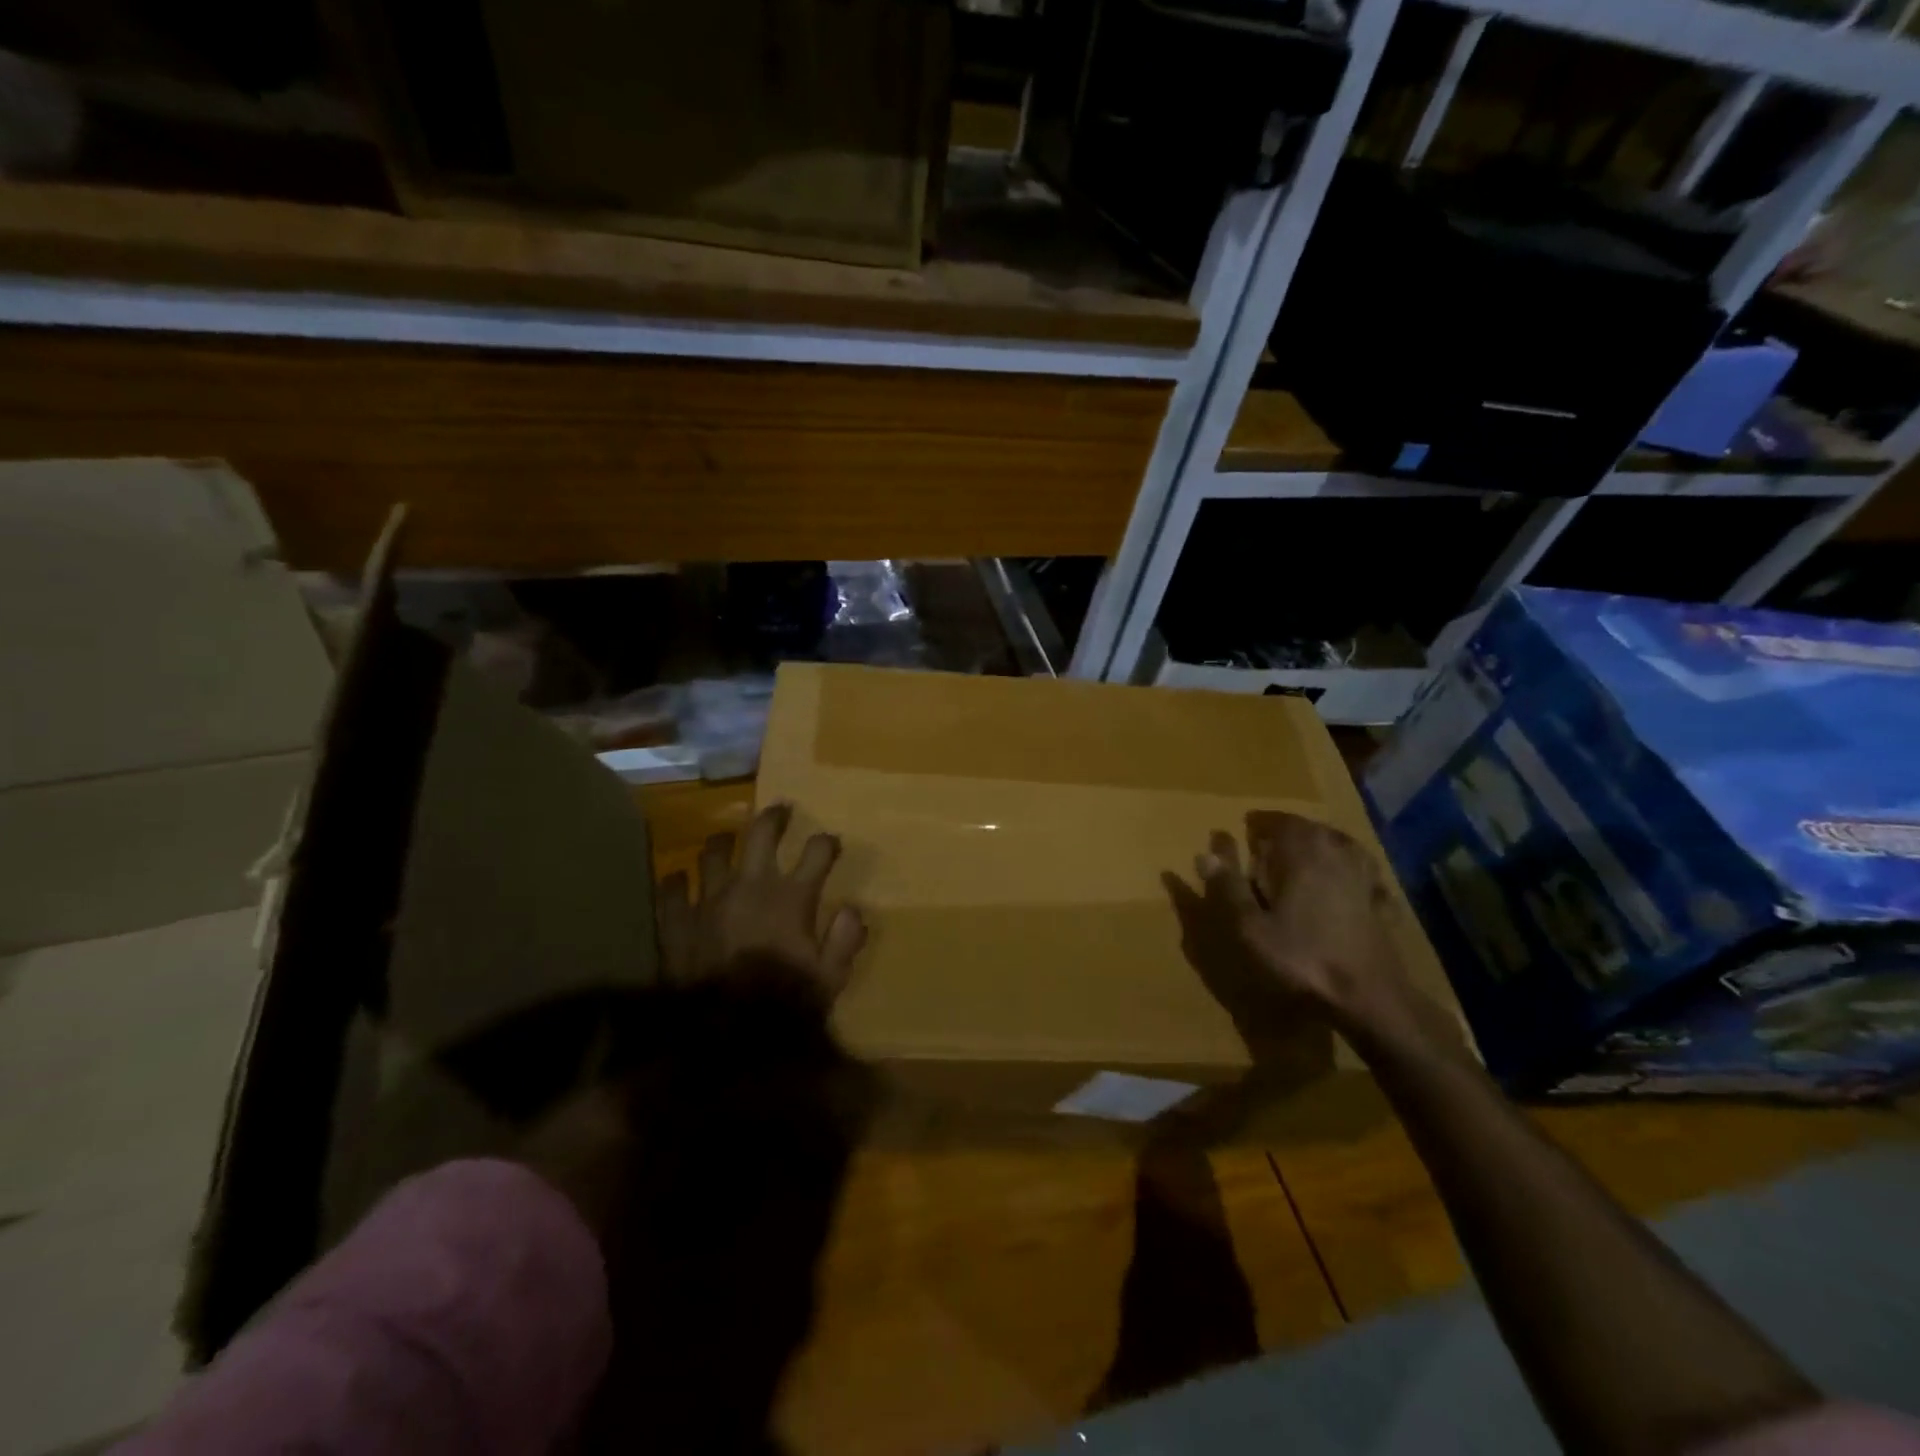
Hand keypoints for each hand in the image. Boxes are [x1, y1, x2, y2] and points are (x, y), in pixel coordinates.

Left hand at [657, 802, 866, 1002]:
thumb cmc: (783, 1005)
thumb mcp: (830, 979)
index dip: (827, 842)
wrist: (721, 1035)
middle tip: (780, 811)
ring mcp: (708, 899)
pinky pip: (671, 889)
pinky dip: (677, 882)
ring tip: (725, 840)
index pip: (816, 852)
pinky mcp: (676, 921)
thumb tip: (853, 911)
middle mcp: (750, 886)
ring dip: (722, 843)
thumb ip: (844, 941)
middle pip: (761, 833)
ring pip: (712, 852)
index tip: (831, 843)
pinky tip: (679, 881)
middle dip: (774, 817)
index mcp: (791, 897)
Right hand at [1197, 812, 1447, 1054]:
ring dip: (1320, 844)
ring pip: (1340, 846)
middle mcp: (1336, 856)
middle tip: (1268, 840)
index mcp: (1301, 854)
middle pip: (1311, 830)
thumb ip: (1228, 888)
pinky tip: (1347, 881)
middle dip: (1288, 831)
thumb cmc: (1301, 959)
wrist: (1368, 999)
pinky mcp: (1382, 904)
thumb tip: (1205, 853)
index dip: (1261, 822)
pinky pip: (1363, 873)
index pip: (1279, 821)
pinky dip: (1350, 869)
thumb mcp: (1249, 927)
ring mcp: (1364, 879)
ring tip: (1304, 854)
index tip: (1246, 827)